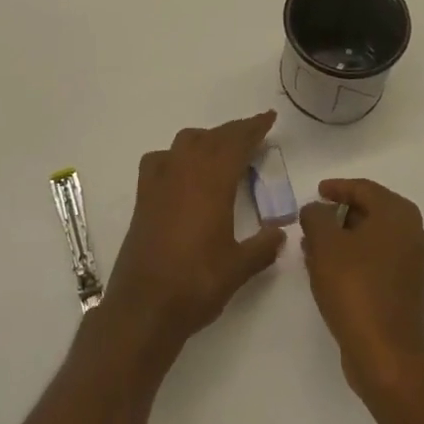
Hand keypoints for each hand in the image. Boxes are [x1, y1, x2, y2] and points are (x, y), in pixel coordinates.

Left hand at [102, 113, 286, 357]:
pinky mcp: (143, 196)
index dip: (254, 128)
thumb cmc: (196, 283)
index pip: (236, 142)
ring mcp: (160, 181)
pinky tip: (180, 169)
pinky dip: (175, 155)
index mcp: (212, 182)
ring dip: (207, 139)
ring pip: (186, 142)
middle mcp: (185, 171)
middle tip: (254, 132)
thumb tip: (280, 233)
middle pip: (212, 138)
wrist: (144, 306)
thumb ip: (262, 247)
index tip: (269, 117)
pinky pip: (160, 160)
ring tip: (222, 150)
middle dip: (234, 132)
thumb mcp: (239, 267)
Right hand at [300, 178, 423, 401]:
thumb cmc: (355, 288)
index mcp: (399, 215)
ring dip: (344, 238)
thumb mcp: (325, 243)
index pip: (365, 188)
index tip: (317, 191)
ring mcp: (414, 265)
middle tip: (313, 219)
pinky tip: (328, 269)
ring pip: (373, 239)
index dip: (338, 187)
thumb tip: (317, 210)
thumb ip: (316, 216)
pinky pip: (377, 261)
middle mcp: (414, 234)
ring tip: (313, 245)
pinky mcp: (408, 290)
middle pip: (371, 212)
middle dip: (339, 215)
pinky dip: (354, 258)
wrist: (386, 355)